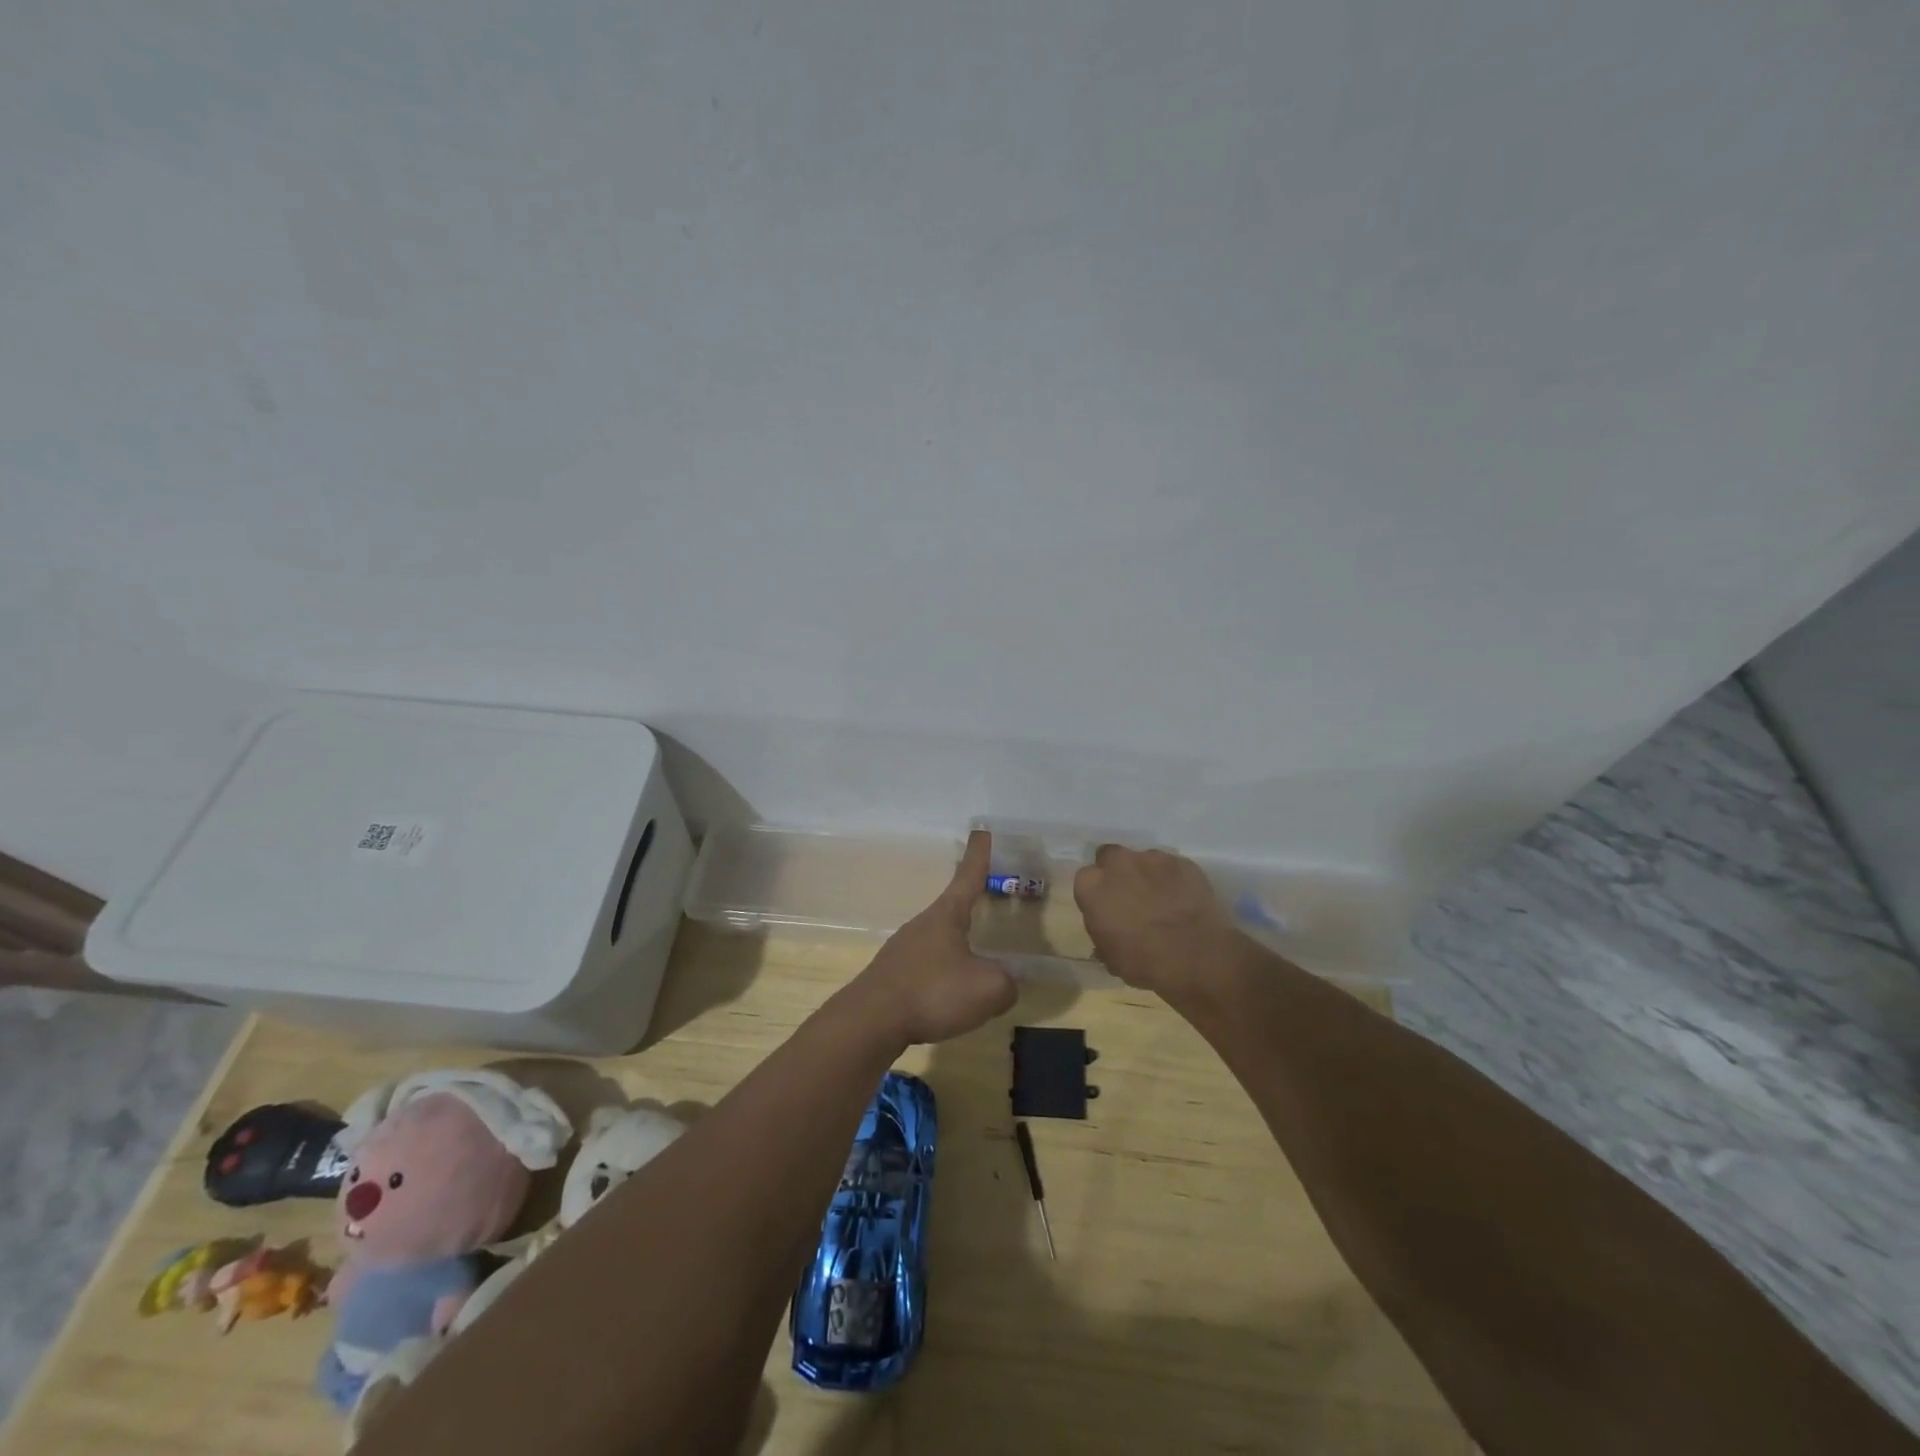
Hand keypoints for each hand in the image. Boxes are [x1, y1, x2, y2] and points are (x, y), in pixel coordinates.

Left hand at [847, 831, 1017, 1045]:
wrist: (870, 1021)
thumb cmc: (933, 992)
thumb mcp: (987, 989)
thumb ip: (1007, 983)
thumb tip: (1007, 983)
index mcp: (946, 915)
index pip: (968, 876)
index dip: (978, 854)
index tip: (981, 830)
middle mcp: (923, 924)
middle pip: (952, 907)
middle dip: (971, 904)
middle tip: (988, 900)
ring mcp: (903, 948)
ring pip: (938, 939)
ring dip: (956, 944)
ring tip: (974, 963)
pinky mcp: (891, 975)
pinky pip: (925, 966)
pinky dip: (941, 974)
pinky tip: (947, 996)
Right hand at [1073, 845, 1246, 999]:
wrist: (1195, 957)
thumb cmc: (1143, 962)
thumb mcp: (1110, 957)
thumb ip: (1102, 933)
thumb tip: (1108, 930)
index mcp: (1091, 886)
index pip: (1085, 878)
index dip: (1097, 892)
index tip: (1106, 907)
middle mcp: (1118, 863)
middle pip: (1110, 857)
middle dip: (1118, 872)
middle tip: (1130, 896)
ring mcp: (1152, 858)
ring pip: (1143, 860)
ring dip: (1147, 874)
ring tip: (1161, 899)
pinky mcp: (1182, 861)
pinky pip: (1172, 867)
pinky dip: (1173, 879)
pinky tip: (1183, 899)